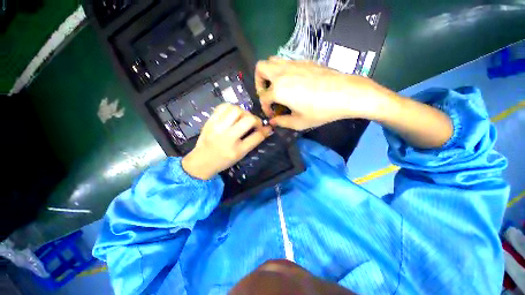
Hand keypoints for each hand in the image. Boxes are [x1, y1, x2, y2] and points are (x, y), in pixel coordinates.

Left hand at [182, 103, 271, 179]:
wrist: (202, 161)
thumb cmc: (224, 160)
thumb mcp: (241, 155)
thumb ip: (253, 142)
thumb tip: (266, 130)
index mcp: (237, 150)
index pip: (256, 136)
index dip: (265, 130)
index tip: (267, 128)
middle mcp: (227, 137)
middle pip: (247, 119)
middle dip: (255, 120)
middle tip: (254, 123)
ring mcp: (217, 127)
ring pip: (236, 110)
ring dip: (243, 112)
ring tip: (242, 118)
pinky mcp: (210, 121)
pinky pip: (223, 106)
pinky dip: (231, 107)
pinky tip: (232, 114)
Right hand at [255, 57, 385, 129]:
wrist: (346, 93)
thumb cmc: (321, 111)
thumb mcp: (299, 122)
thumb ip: (282, 122)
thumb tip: (273, 121)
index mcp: (279, 90)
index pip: (263, 98)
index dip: (265, 108)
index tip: (272, 114)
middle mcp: (282, 73)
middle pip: (261, 68)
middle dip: (259, 82)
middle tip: (267, 94)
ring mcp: (293, 64)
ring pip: (272, 61)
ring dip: (269, 74)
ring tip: (277, 87)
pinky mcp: (304, 61)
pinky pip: (286, 62)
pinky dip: (282, 71)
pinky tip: (293, 83)